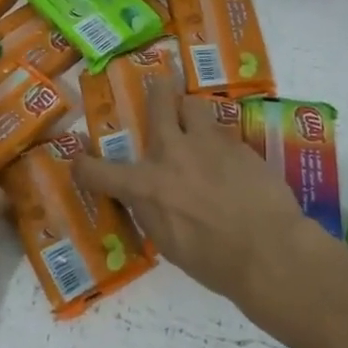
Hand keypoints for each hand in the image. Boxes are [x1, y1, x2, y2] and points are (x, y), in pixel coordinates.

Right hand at [74, 79, 317, 315]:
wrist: (267, 250)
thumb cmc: (214, 261)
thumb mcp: (169, 242)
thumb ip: (154, 209)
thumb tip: (153, 197)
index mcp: (145, 187)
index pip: (97, 172)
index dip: (84, 166)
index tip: (80, 161)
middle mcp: (171, 154)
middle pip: (158, 102)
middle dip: (157, 90)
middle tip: (160, 85)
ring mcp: (207, 142)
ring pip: (193, 105)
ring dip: (190, 110)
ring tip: (196, 120)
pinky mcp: (237, 143)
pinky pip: (221, 130)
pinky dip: (218, 139)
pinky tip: (229, 157)